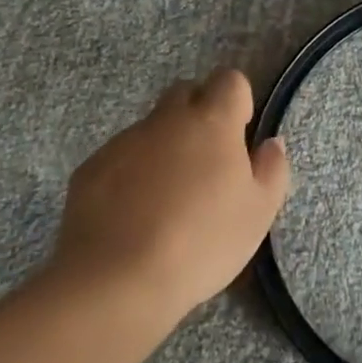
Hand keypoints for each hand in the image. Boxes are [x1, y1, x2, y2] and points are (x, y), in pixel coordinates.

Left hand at [46, 69, 289, 323]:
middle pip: (186, 93)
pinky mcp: (89, 169)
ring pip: (151, 127)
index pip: (230, 80)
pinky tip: (132, 215)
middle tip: (206, 162)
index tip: (239, 135)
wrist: (116, 282)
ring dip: (164, 147)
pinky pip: (119, 157)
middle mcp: (166, 120)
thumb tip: (270, 143)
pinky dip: (130, 174)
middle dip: (198, 114)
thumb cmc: (202, 243)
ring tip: (166, 198)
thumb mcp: (258, 213)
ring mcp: (123, 142)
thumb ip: (272, 169)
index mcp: (212, 121)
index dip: (237, 101)